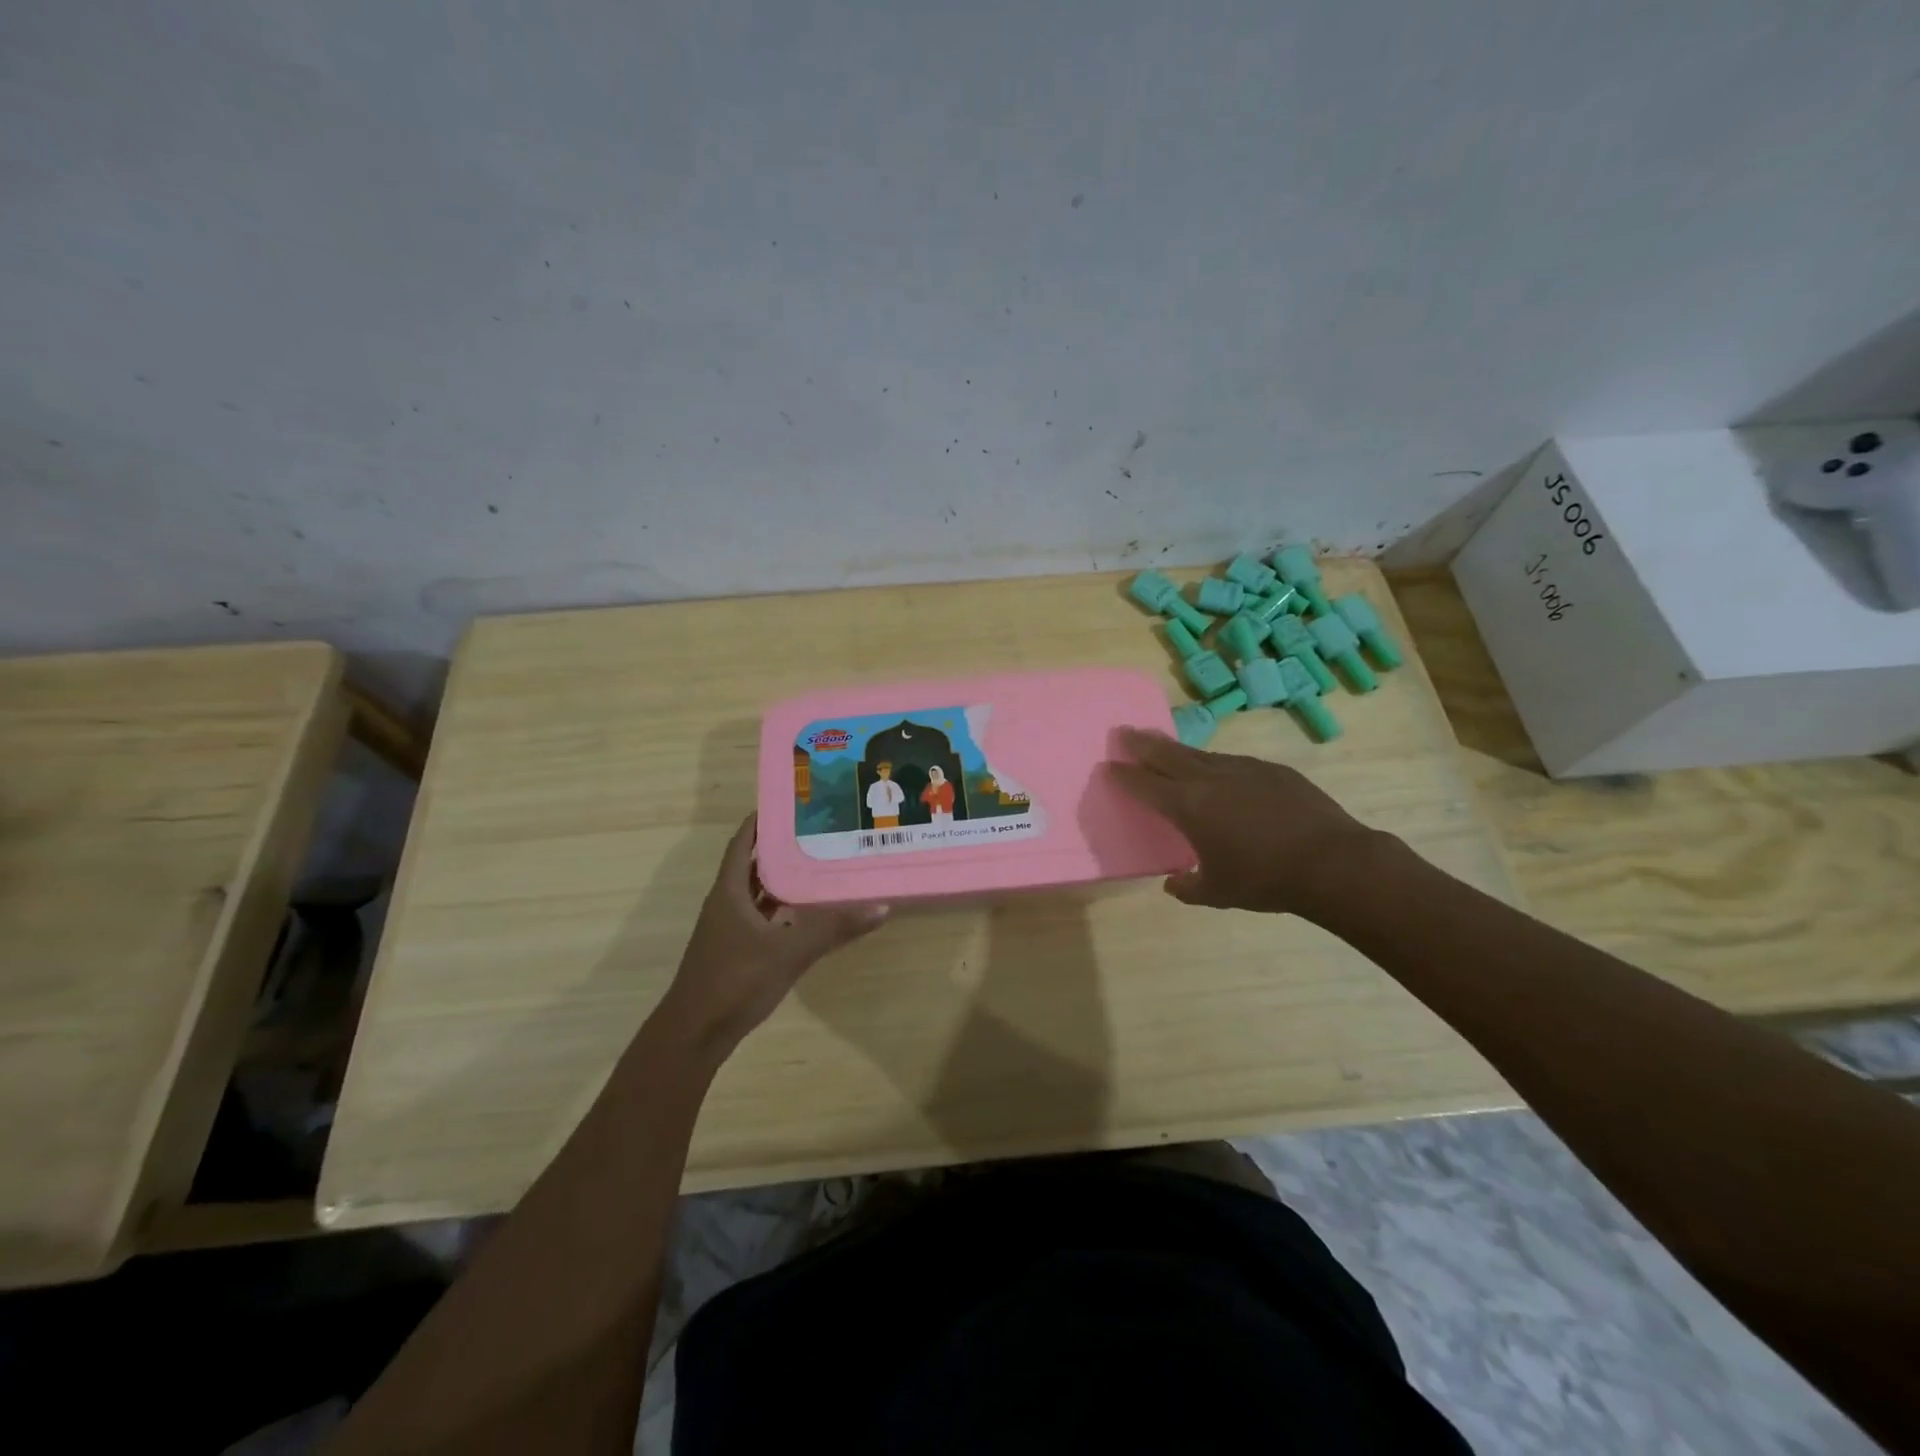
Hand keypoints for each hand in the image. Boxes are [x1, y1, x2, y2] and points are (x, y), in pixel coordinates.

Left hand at [655, 815, 887, 1055]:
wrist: (695, 1034)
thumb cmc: (735, 981)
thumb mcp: (789, 952)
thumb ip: (833, 929)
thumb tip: (881, 907)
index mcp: (729, 891)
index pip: (742, 842)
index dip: (761, 821)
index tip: (791, 803)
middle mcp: (726, 903)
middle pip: (752, 864)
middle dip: (781, 847)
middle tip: (818, 831)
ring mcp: (729, 929)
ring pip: (758, 893)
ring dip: (783, 879)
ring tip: (820, 864)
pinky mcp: (736, 951)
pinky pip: (762, 917)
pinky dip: (782, 909)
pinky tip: (808, 912)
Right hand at [1105, 727, 1380, 916]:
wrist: (1332, 862)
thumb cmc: (1264, 880)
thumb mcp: (1217, 892)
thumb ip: (1188, 886)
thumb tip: (1173, 883)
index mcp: (1189, 806)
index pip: (1145, 784)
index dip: (1124, 775)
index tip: (1109, 765)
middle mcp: (1210, 779)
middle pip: (1167, 754)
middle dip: (1142, 743)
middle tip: (1125, 732)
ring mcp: (1243, 769)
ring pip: (1200, 754)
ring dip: (1177, 750)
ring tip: (1165, 747)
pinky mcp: (1272, 770)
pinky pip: (1233, 762)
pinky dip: (1215, 764)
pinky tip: (1219, 772)